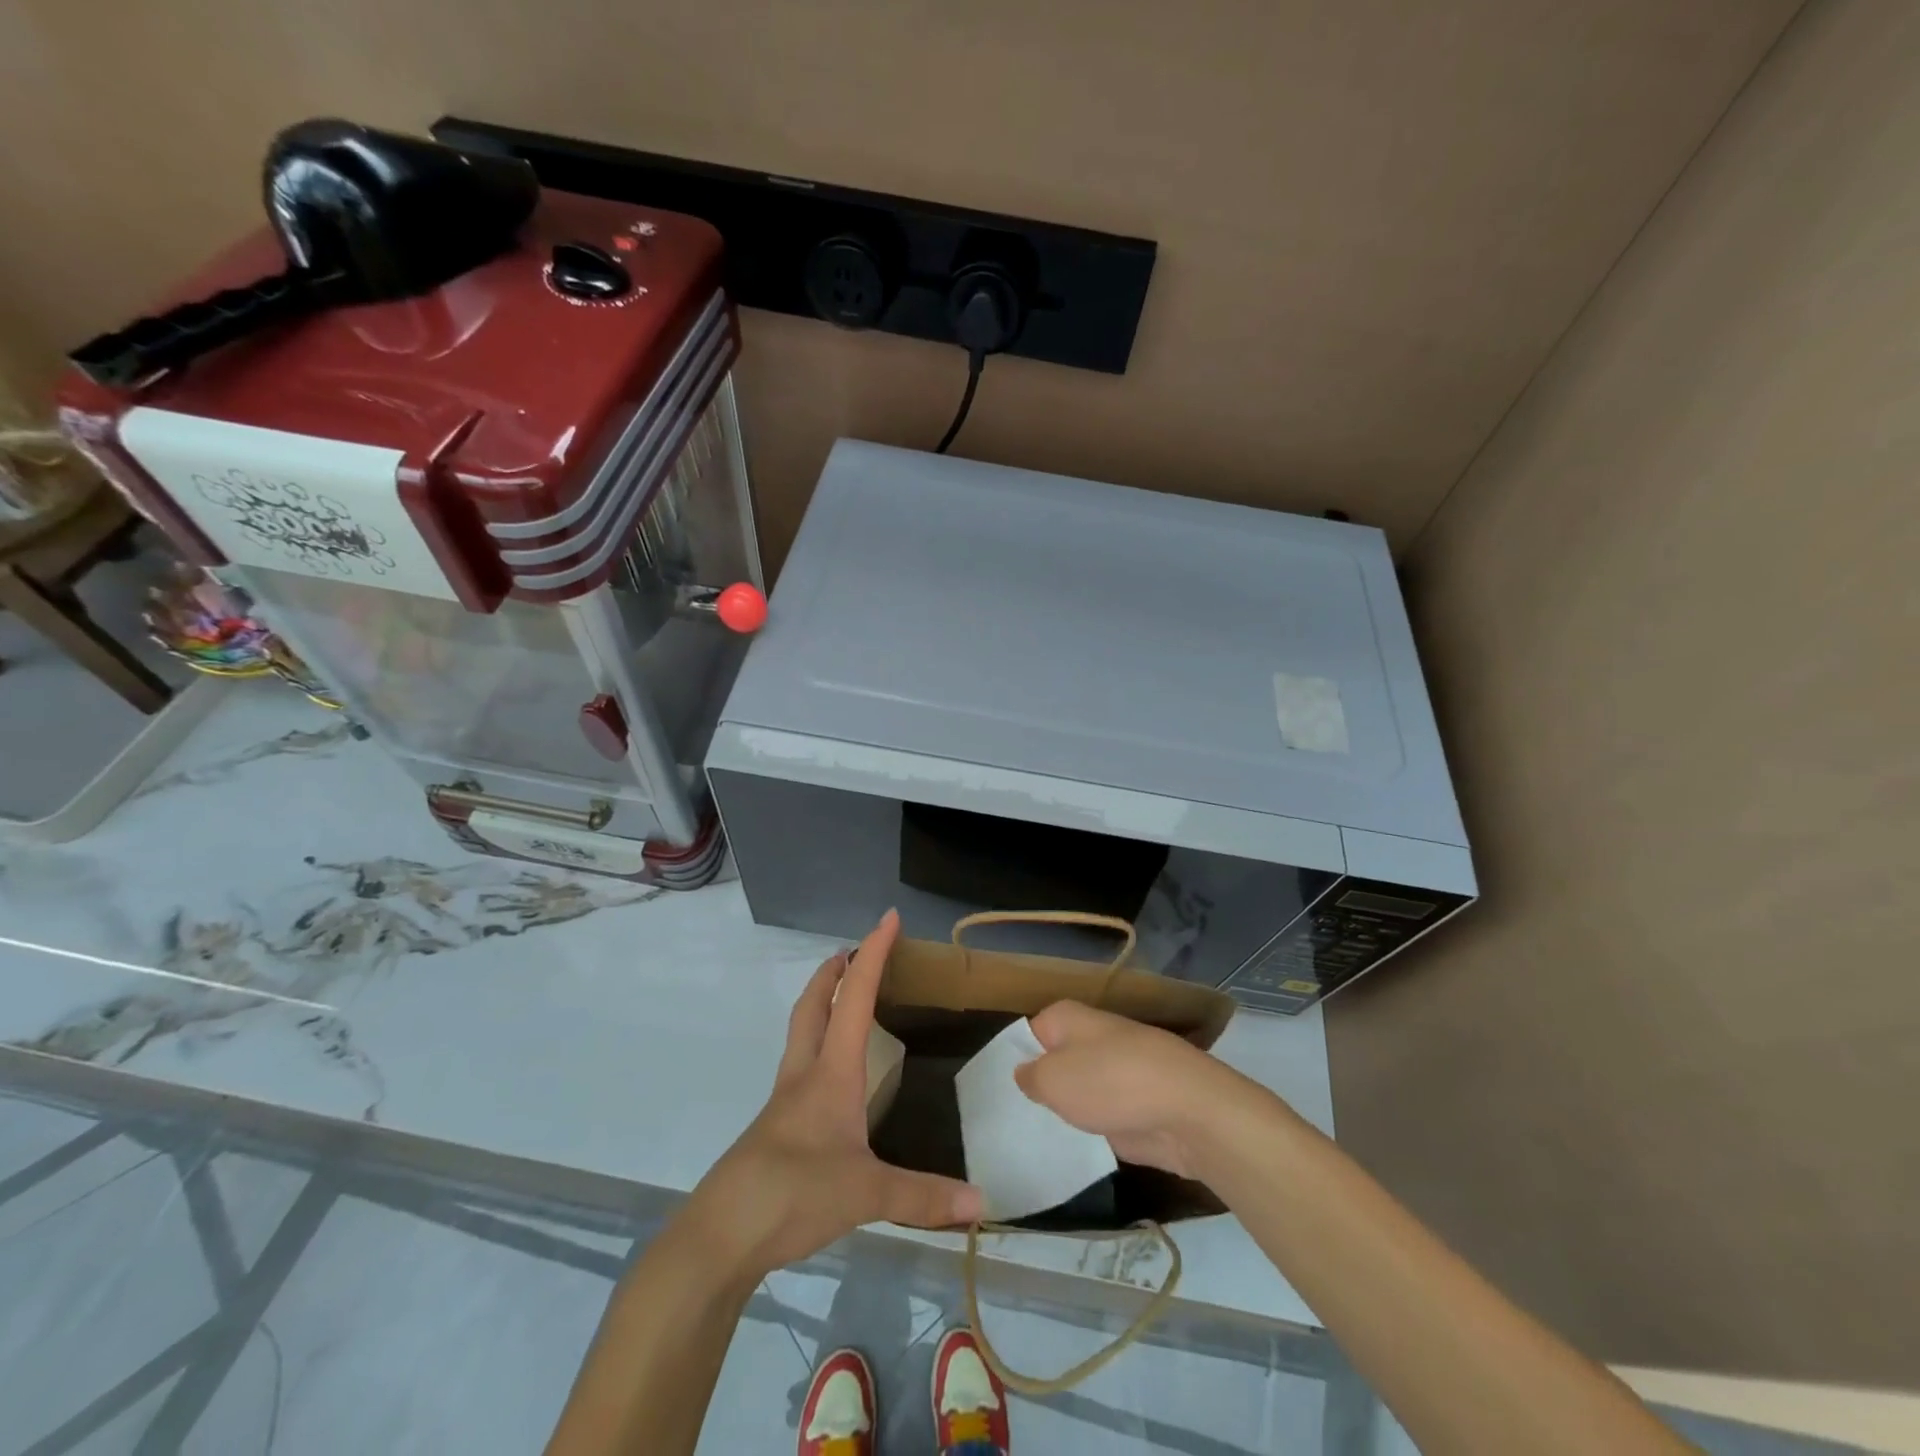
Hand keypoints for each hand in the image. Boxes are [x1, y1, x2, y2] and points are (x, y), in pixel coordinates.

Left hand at [684, 910, 982, 1279]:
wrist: (720, 1235)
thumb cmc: (794, 1194)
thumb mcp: (866, 1194)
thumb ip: (924, 1197)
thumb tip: (981, 1201)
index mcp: (831, 1071)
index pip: (854, 996)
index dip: (873, 953)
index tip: (889, 918)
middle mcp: (805, 1074)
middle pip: (813, 1004)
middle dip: (832, 971)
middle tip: (852, 952)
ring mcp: (784, 1101)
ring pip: (801, 1033)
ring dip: (820, 1004)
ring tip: (843, 1000)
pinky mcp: (774, 1128)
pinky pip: (799, 1067)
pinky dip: (817, 1046)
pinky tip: (832, 1077)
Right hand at [1014, 1000, 1260, 1178]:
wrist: (1190, 1112)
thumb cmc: (1112, 1082)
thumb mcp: (1053, 1079)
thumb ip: (1030, 1077)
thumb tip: (1026, 1074)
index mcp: (1068, 1018)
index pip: (1028, 1033)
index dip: (1013, 1061)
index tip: (997, 1093)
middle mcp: (1092, 1037)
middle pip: (1055, 1062)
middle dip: (1040, 1087)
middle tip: (1010, 1120)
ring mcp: (1117, 1072)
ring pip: (1079, 1090)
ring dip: (1066, 1111)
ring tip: (1034, 1138)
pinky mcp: (1135, 1106)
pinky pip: (1102, 1115)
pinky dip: (1092, 1130)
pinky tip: (1071, 1152)